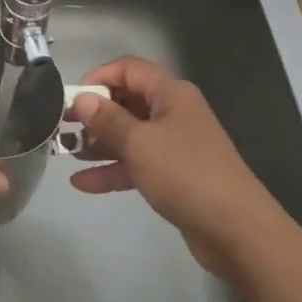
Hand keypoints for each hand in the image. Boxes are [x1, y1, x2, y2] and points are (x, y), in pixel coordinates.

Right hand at [68, 57, 281, 276]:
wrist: (238, 231)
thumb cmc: (185, 174)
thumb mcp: (140, 144)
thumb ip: (107, 120)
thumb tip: (83, 99)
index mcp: (171, 94)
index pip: (129, 69)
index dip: (99, 77)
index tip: (72, 97)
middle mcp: (174, 113)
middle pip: (127, 102)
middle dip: (95, 113)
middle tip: (63, 127)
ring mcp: (175, 146)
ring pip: (130, 135)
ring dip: (99, 143)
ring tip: (66, 154)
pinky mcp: (175, 176)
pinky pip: (137, 164)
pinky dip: (113, 170)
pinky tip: (83, 183)